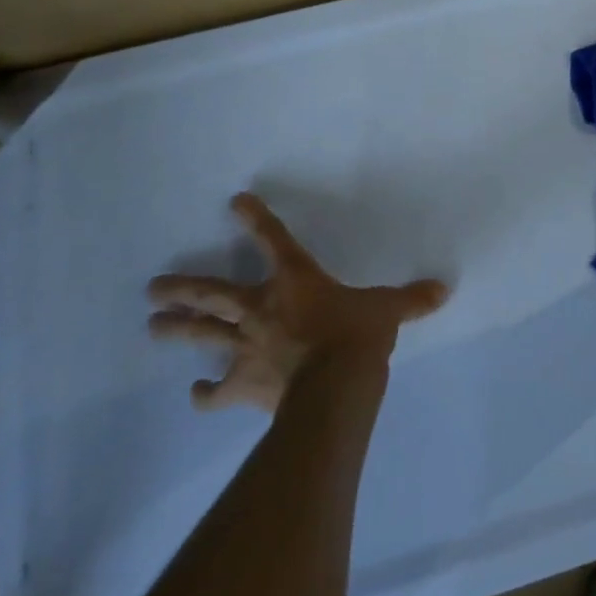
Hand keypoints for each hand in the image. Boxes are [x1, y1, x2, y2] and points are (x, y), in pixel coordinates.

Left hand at [146, 193, 448, 411]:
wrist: (335, 386)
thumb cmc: (358, 335)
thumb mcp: (388, 310)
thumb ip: (411, 299)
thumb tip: (444, 289)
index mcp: (295, 281)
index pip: (273, 241)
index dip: (255, 219)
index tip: (234, 201)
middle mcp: (262, 309)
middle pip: (214, 294)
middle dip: (183, 288)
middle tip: (152, 287)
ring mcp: (247, 348)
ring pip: (203, 336)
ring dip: (177, 330)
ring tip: (152, 325)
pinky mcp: (243, 385)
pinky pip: (216, 391)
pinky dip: (204, 393)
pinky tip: (195, 393)